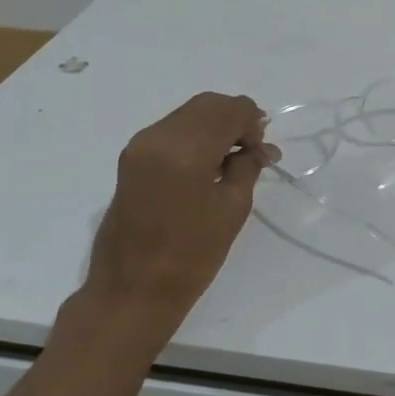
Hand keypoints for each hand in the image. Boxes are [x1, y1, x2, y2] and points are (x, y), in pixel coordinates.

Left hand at [73, 93, 277, 338]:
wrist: (133, 291)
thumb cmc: (191, 255)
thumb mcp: (233, 208)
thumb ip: (247, 167)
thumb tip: (256, 148)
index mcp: (186, 149)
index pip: (229, 110)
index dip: (253, 122)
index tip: (263, 151)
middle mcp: (157, 137)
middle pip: (207, 105)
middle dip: (235, 119)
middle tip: (254, 151)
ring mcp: (139, 146)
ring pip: (188, 115)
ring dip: (215, 126)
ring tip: (234, 160)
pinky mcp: (131, 159)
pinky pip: (172, 131)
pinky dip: (196, 136)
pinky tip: (209, 163)